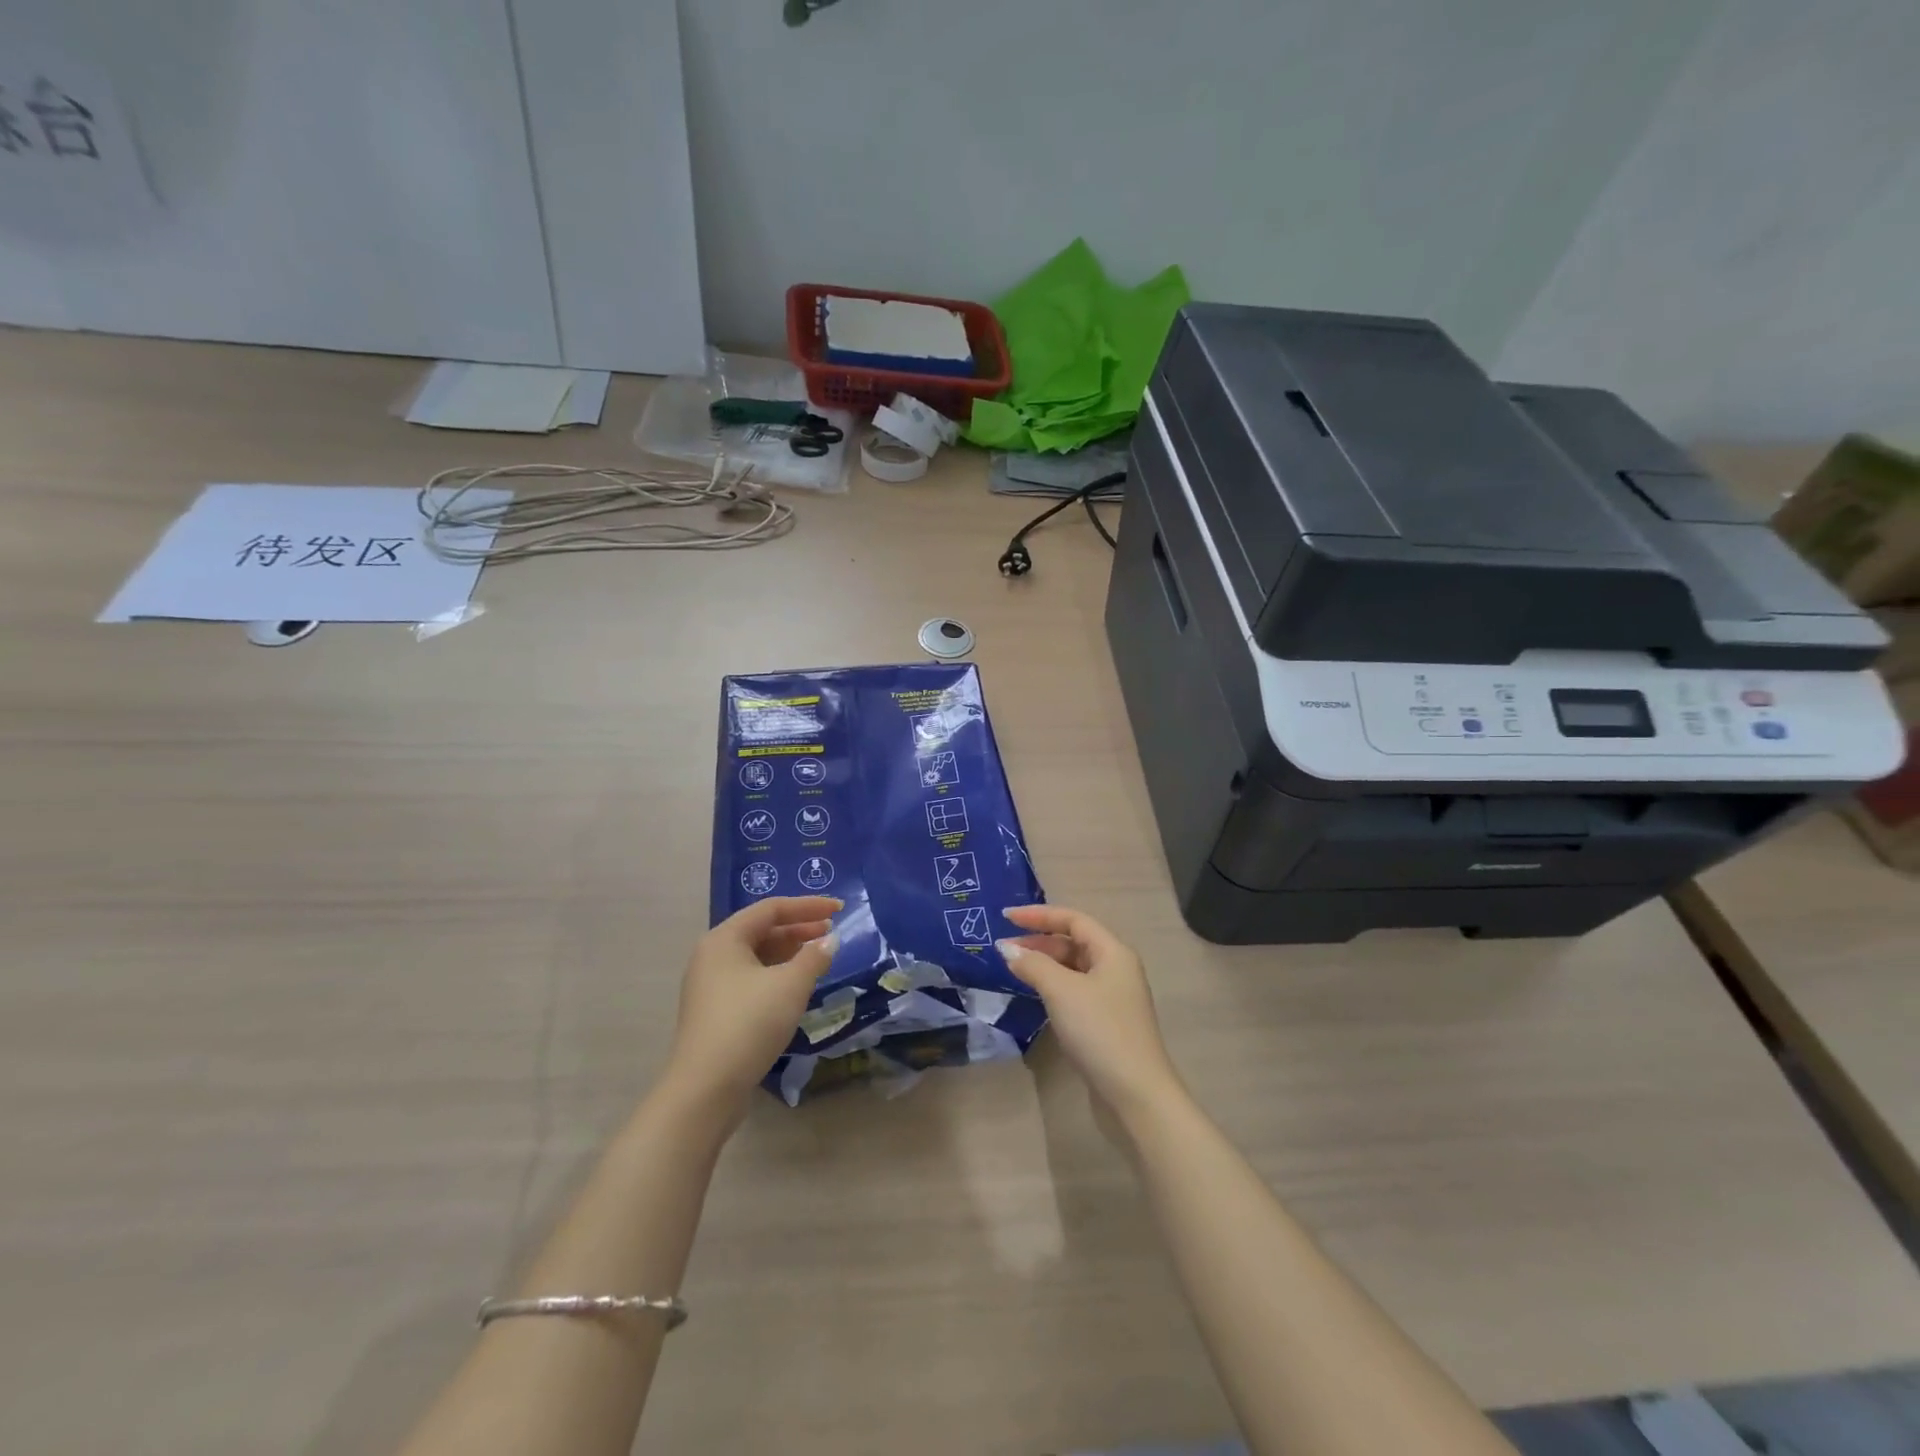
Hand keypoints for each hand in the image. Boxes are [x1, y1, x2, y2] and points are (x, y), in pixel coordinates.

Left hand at [661, 896, 839, 1121]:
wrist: (706, 1089)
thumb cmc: (749, 1024)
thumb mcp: (790, 986)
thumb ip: (814, 957)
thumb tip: (830, 941)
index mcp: (725, 939)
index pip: (771, 908)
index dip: (808, 905)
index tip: (839, 909)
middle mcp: (713, 955)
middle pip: (762, 930)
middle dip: (799, 928)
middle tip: (831, 932)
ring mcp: (711, 985)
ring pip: (757, 956)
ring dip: (790, 952)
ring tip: (819, 958)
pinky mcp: (716, 1010)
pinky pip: (752, 978)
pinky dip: (777, 974)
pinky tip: (797, 986)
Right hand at [997, 904, 1183, 1121]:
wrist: (1136, 1094)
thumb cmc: (1100, 1031)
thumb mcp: (1062, 991)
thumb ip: (1033, 965)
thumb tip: (1007, 949)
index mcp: (1113, 952)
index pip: (1073, 920)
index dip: (1039, 915)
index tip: (1006, 917)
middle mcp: (1116, 968)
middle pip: (1074, 942)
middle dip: (1039, 941)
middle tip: (1004, 948)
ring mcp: (1113, 997)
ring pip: (1073, 968)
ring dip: (1044, 964)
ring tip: (1014, 969)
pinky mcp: (1106, 1022)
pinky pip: (1075, 990)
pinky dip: (1053, 986)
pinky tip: (1035, 995)